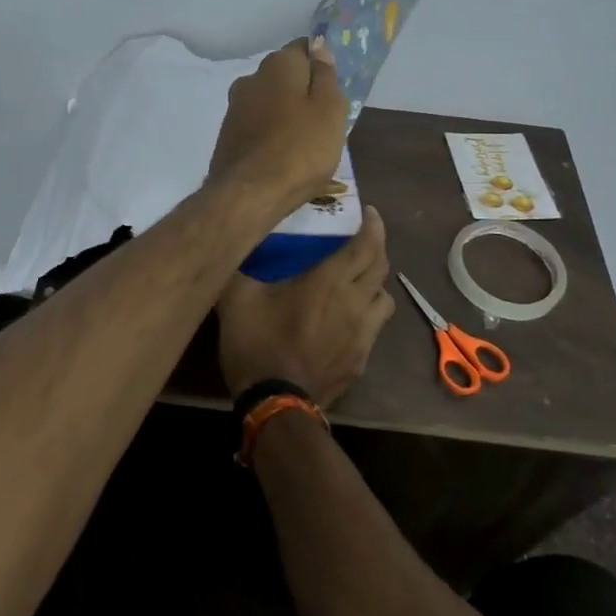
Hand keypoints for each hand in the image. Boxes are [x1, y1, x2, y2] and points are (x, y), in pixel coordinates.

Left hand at [208, 37, 348, 210]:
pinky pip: (256, 125)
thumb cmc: (301, 148)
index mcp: (278, 65)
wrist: (249, 194)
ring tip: (304, 142)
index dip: (321, 65)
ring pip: (268, 101)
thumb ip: (326, 76)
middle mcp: (250, 78)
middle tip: (324, 120)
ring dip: (284, 113)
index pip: (304, 48)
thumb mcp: (330, 109)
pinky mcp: (227, 135)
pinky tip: (281, 155)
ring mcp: (234, 107)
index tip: (335, 89)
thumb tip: (319, 48)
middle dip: (302, 90)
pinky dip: (269, 133)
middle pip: (284, 76)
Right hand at [216, 205, 396, 409]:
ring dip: (375, 283)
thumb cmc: (257, 343)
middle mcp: (355, 302)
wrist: (275, 403)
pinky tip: (349, 319)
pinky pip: (374, 328)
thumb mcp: (236, 298)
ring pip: (384, 299)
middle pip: (380, 267)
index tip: (369, 212)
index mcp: (329, 281)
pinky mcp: (361, 360)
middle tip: (363, 239)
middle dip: (376, 248)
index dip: (373, 225)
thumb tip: (232, 246)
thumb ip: (237, 266)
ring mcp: (363, 334)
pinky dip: (367, 315)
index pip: (367, 244)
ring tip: (359, 280)